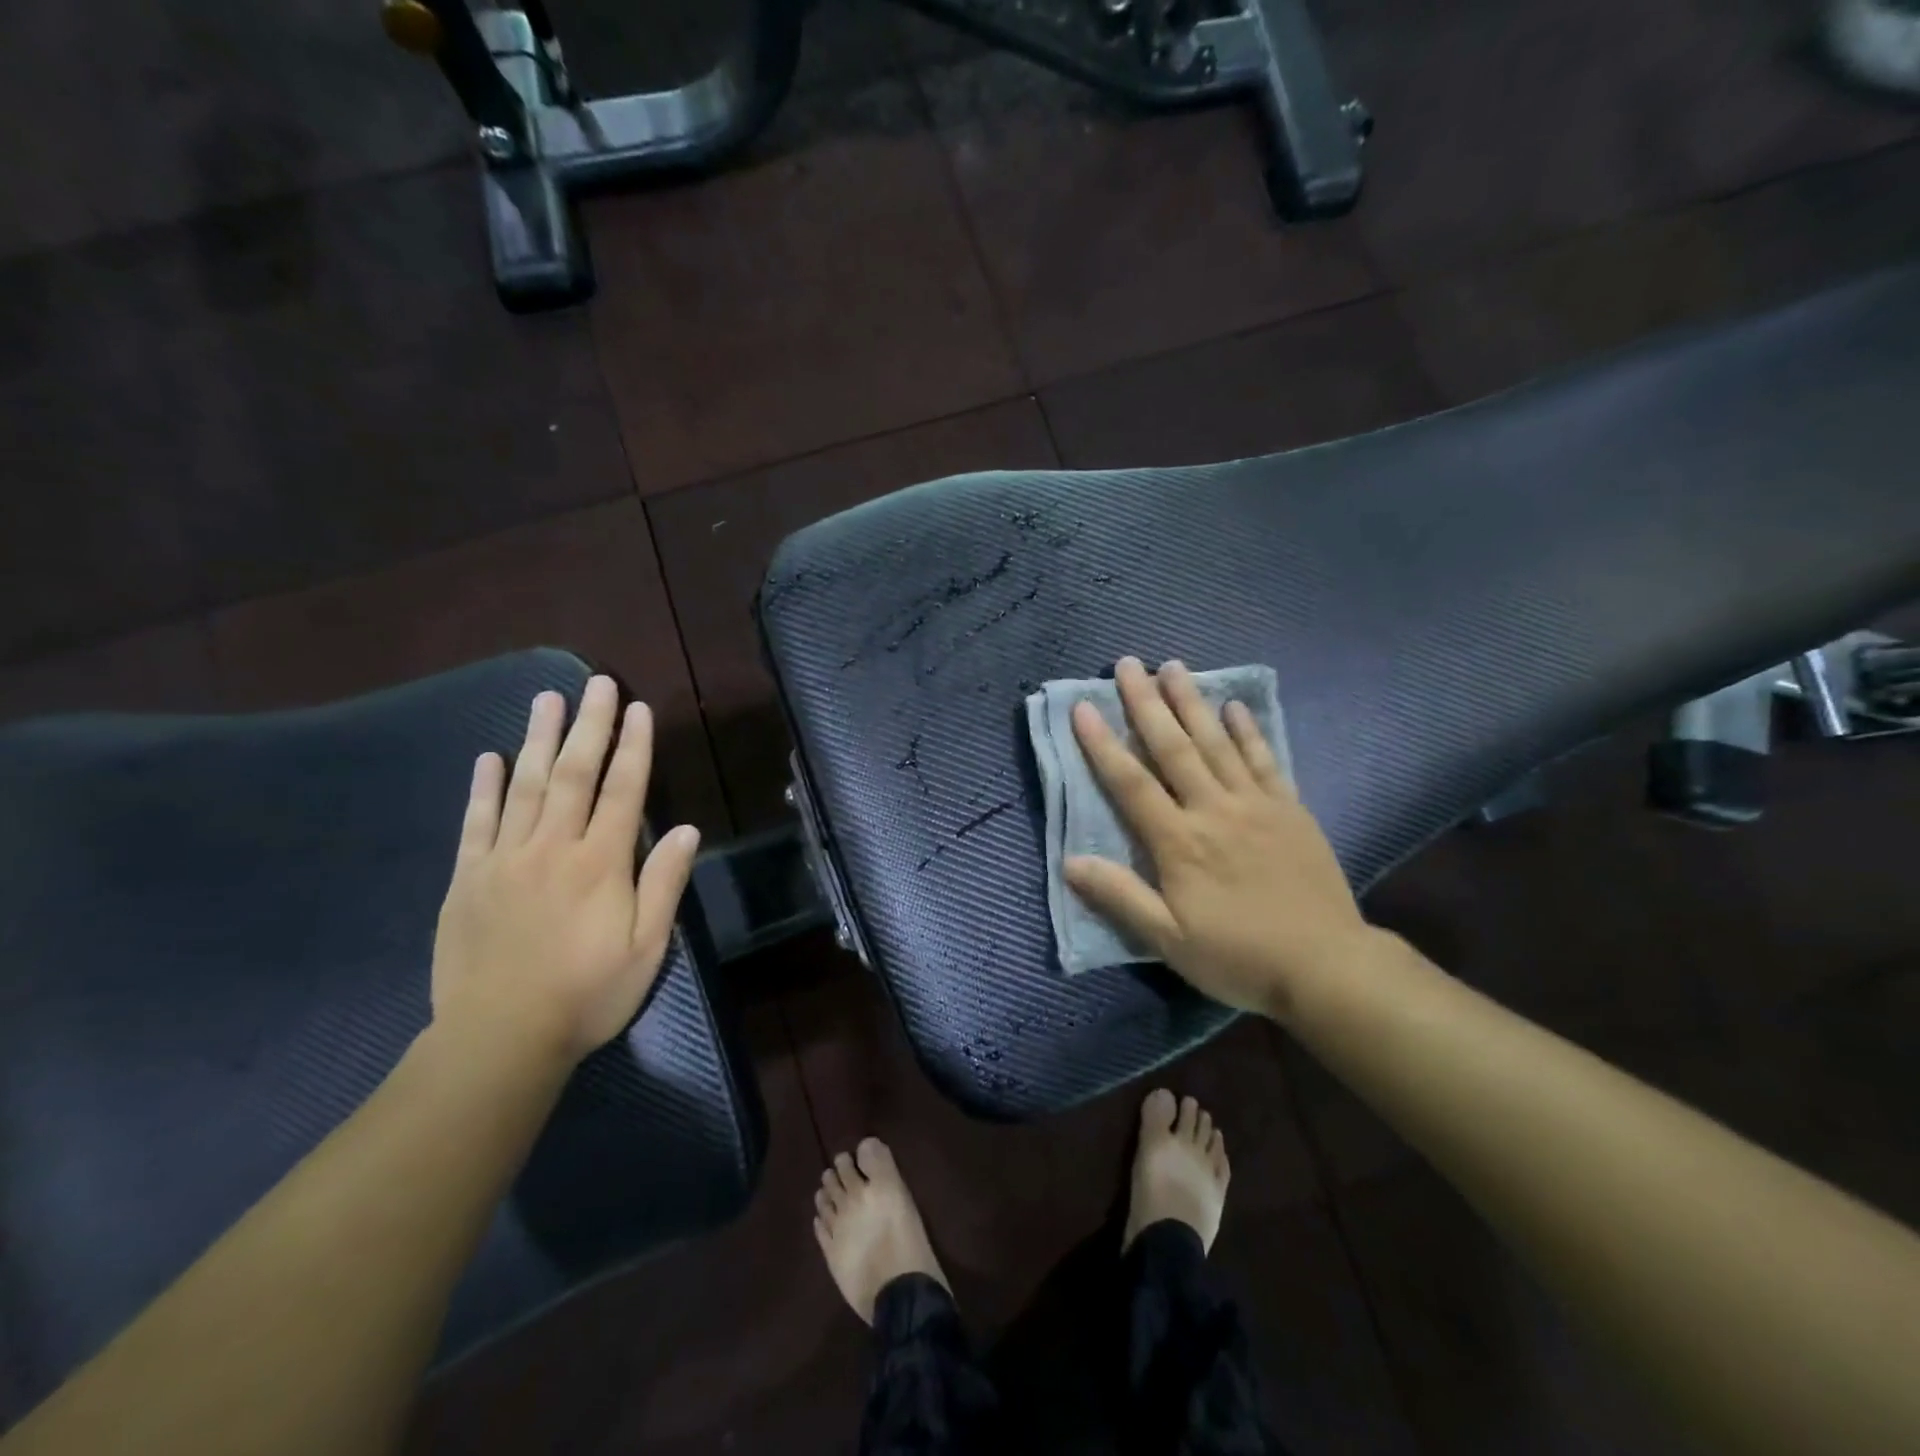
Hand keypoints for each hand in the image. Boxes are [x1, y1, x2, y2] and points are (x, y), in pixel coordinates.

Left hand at [431, 676, 700, 1066]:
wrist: (499, 1039)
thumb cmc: (587, 994)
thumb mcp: (647, 947)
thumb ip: (664, 884)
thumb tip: (684, 828)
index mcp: (601, 864)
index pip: (622, 791)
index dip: (634, 747)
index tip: (638, 709)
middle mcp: (553, 848)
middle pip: (573, 773)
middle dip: (588, 725)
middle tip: (594, 683)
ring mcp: (505, 860)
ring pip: (524, 786)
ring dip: (537, 738)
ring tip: (546, 698)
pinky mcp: (468, 879)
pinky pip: (476, 822)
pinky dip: (483, 787)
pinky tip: (488, 757)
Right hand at [1063, 657, 1370, 1018]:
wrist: (1326, 966)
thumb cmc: (1238, 956)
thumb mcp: (1169, 940)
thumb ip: (1120, 896)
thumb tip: (1070, 861)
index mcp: (1179, 842)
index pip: (1131, 783)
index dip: (1103, 744)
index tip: (1083, 708)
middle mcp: (1213, 810)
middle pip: (1173, 748)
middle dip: (1147, 704)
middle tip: (1128, 665)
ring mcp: (1256, 804)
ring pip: (1217, 743)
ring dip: (1192, 703)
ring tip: (1173, 667)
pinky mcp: (1289, 809)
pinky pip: (1265, 759)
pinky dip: (1247, 731)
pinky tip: (1234, 706)